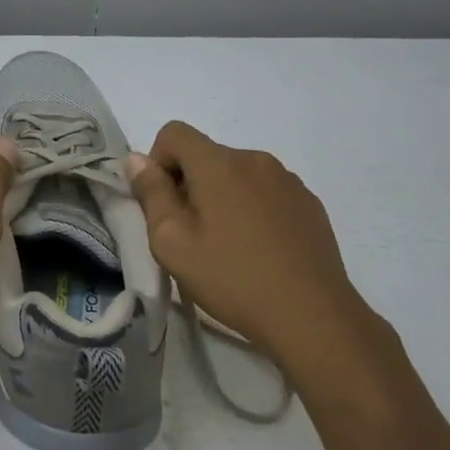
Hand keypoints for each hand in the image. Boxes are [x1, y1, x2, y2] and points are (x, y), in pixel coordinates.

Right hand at [128, 121, 396, 393]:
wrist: (312, 316)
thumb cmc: (232, 277)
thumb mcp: (172, 242)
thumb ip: (151, 193)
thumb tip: (137, 159)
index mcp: (219, 164)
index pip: (175, 133)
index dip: (158, 162)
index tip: (164, 205)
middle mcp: (255, 159)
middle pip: (206, 155)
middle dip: (190, 185)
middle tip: (191, 235)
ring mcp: (288, 180)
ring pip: (237, 175)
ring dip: (222, 197)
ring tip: (229, 246)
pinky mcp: (309, 203)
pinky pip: (266, 192)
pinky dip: (252, 209)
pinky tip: (260, 250)